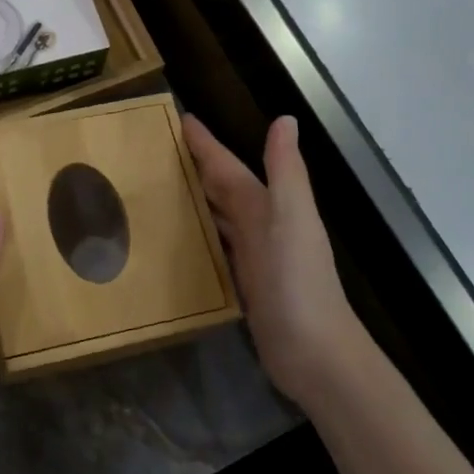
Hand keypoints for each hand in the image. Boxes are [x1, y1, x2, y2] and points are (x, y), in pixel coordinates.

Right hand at [185, 115, 374, 409]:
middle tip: (158, 150)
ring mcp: (254, 257)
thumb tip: (285, 118)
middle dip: (198, 167)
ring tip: (161, 187)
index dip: (208, 145)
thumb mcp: (291, 221)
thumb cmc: (298, 285)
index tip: (181, 120)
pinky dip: (200, 235)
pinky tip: (181, 237)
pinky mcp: (245, 285)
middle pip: (224, 188)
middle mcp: (262, 226)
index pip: (230, 168)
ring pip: (219, 216)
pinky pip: (216, 247)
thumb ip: (286, 172)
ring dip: (196, 199)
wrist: (315, 354)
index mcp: (270, 207)